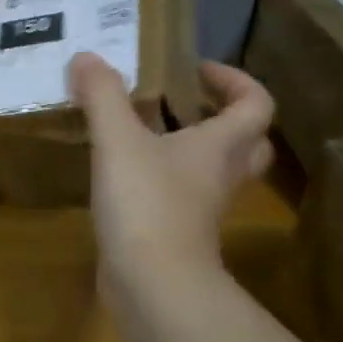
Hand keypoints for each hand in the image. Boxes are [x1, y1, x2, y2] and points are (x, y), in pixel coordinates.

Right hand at [67, 52, 274, 289]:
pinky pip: (183, 198)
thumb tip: (86, 57)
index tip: (198, 70)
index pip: (256, 103)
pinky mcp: (179, 235)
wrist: (152, 284)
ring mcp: (203, 210)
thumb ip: (103, 95)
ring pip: (216, 173)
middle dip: (224, 118)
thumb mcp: (118, 140)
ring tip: (149, 133)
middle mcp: (221, 176)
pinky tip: (126, 175)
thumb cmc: (146, 203)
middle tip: (186, 104)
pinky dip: (165, 181)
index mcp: (220, 146)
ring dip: (194, 150)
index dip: (236, 80)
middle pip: (248, 142)